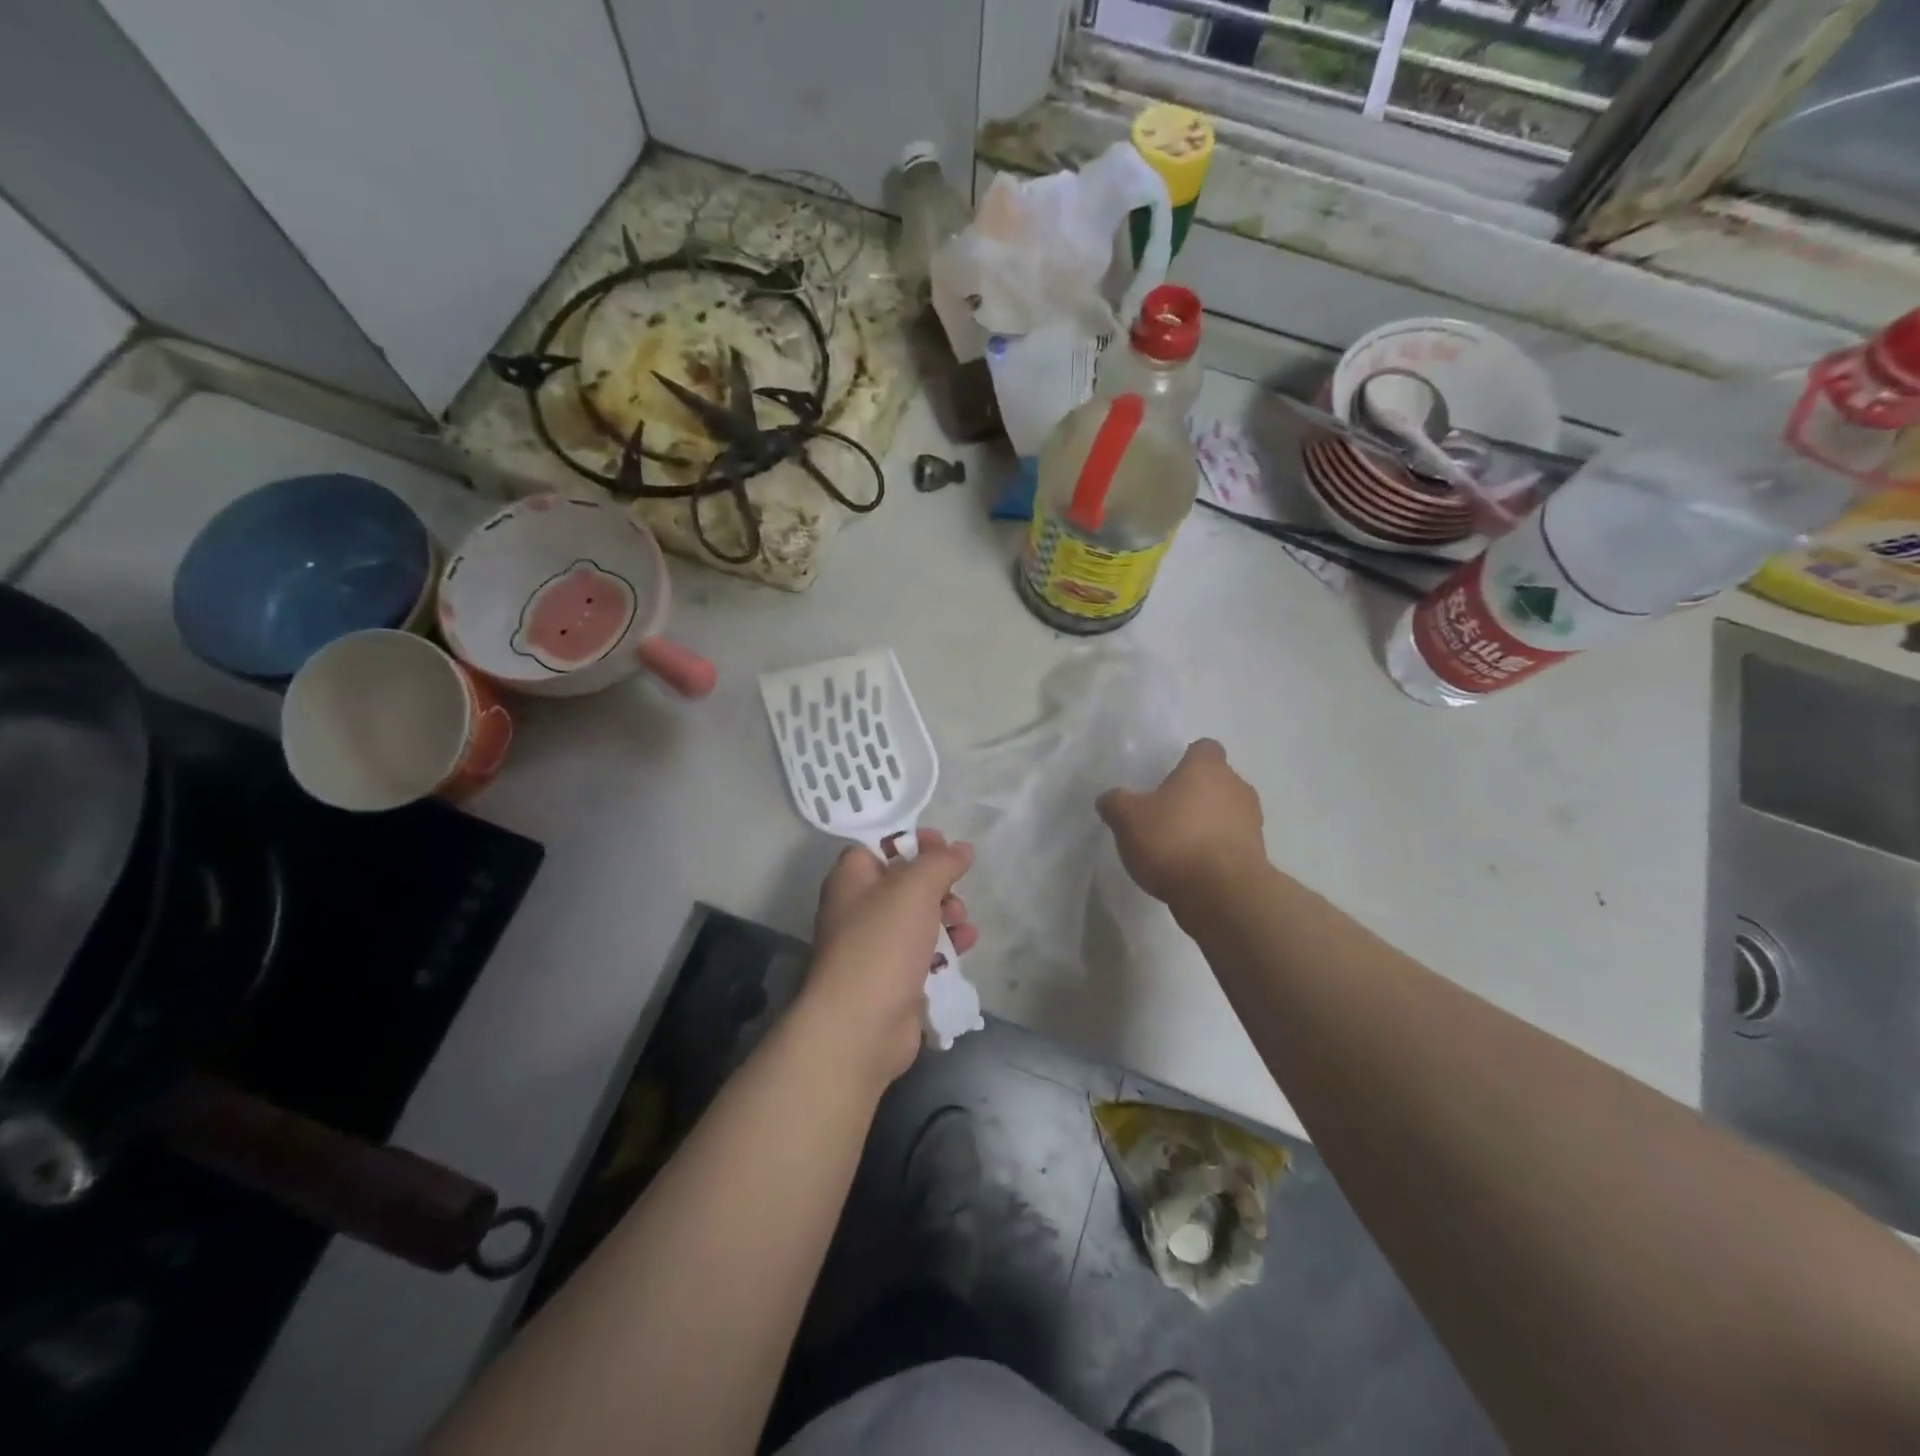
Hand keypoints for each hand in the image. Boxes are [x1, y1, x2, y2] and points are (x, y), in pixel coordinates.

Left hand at [800, 831, 978, 1087]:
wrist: (862, 1025)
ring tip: (961, 919)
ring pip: (918, 918)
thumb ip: (941, 862)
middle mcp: (859, 909)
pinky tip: (966, 943)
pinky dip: (947, 945)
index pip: (877, 845)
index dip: (910, 840)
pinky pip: (925, 951)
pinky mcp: (895, 979)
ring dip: (946, 913)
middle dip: (936, 881)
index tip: (941, 842)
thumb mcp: (914, 887)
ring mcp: (876, 947)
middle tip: (955, 883)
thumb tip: (962, 848)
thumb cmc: (882, 942)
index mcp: (851, 879)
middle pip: (903, 882)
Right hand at [1097, 739, 1264, 911]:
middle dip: (1196, 794)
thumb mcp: (1127, 819)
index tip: (1167, 779)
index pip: (1204, 749)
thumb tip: (1109, 799)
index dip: (1186, 760)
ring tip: (1179, 845)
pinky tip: (1193, 869)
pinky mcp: (1257, 856)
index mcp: (1207, 768)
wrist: (1222, 894)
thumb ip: (1116, 803)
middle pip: (1217, 781)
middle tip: (1166, 813)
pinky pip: (1232, 843)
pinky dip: (1216, 851)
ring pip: (1227, 813)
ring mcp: (1252, 822)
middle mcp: (1236, 787)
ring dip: (1208, 824)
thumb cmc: (1173, 841)